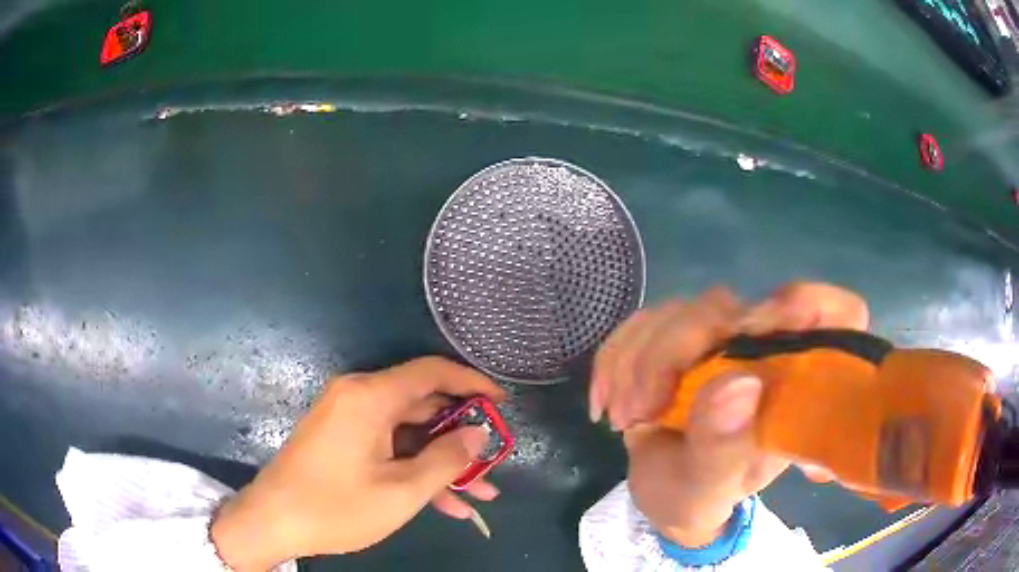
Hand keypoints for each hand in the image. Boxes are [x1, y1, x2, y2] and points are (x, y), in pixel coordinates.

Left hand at [211, 357, 506, 569]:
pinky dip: (415, 469)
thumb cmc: (336, 506)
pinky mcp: (343, 440)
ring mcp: (349, 420)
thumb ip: (446, 460)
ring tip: (481, 493)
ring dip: (442, 462)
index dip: (472, 384)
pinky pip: (389, 447)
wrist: (273, 522)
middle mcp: (359, 398)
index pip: (431, 372)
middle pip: (423, 406)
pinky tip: (447, 503)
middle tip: (494, 462)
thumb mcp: (401, 491)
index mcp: (369, 397)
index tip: (502, 403)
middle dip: (461, 437)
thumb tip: (479, 434)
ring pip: (409, 434)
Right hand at [591, 282, 867, 545]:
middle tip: (641, 409)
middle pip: (729, 308)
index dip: (813, 306)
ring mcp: (721, 339)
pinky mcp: (679, 339)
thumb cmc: (700, 498)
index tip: (757, 330)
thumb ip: (725, 449)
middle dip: (674, 350)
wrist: (666, 494)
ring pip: (678, 311)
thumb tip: (738, 385)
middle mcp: (766, 349)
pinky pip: (642, 323)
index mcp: (797, 382)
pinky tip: (605, 400)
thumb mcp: (710, 489)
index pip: (838, 314)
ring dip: (636, 361)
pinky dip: (615, 358)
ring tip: (624, 418)